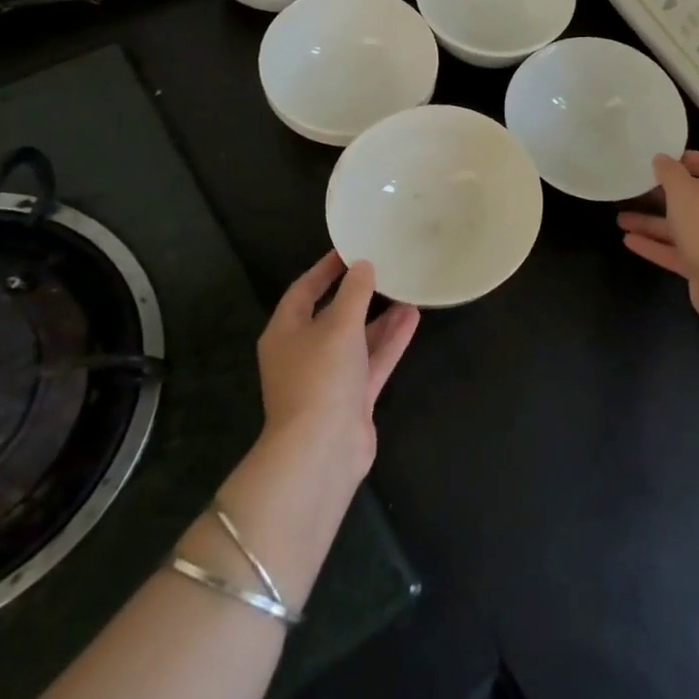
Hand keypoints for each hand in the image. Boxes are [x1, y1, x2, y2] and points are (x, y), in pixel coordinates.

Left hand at [255, 252, 418, 484]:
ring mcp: (329, 378)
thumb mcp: (338, 325)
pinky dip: (390, 341)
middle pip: (332, 315)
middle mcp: (304, 353)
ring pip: (357, 339)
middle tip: (385, 269)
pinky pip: (373, 361)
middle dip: (359, 294)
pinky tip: (413, 318)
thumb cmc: (320, 376)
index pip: (303, 290)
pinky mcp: (352, 398)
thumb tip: (363, 266)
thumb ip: (354, 292)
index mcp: (285, 332)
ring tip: (407, 290)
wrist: (322, 449)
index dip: (325, 269)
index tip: (350, 249)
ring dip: (381, 318)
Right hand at [617, 151, 698, 349]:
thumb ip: (669, 171)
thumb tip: (661, 158)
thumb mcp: (682, 189)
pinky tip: (628, 241)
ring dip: (650, 222)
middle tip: (633, 191)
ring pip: (679, 226)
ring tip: (620, 220)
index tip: (656, 160)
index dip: (682, 159)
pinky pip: (676, 250)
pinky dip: (654, 245)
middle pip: (690, 196)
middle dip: (660, 195)